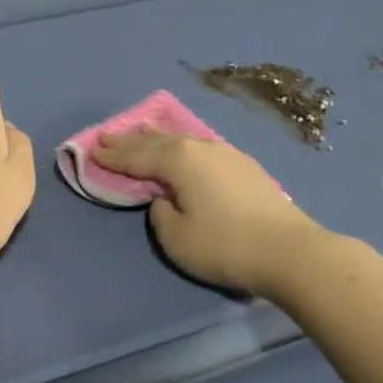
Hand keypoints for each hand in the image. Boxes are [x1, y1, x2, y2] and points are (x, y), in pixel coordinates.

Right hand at [91, 132, 327, 295]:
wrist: (290, 251)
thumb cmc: (225, 245)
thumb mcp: (177, 238)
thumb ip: (160, 214)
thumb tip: (166, 199)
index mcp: (178, 160)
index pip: (136, 156)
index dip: (113, 156)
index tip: (92, 150)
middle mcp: (200, 148)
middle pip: (157, 141)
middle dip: (130, 140)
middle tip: (107, 136)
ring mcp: (226, 154)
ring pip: (182, 140)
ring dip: (158, 138)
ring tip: (142, 131)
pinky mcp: (245, 167)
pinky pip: (200, 149)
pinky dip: (182, 147)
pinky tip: (184, 149)